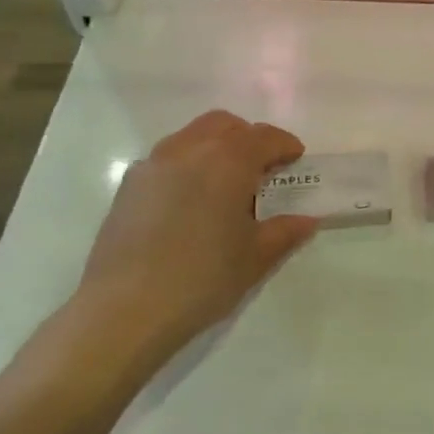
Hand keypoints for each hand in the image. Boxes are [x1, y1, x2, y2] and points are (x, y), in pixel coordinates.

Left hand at [71, 111, 316, 373]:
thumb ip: (284, 232)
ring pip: (192, 136)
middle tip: (262, 168)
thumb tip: (307, 220)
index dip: (285, 145)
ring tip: (224, 183)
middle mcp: (190, 149)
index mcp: (228, 161)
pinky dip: (187, 165)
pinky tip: (189, 201)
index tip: (296, 159)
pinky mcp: (129, 184)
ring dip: (215, 147)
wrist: (126, 308)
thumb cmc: (203, 279)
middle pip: (225, 125)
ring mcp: (154, 163)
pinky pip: (167, 159)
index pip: (264, 137)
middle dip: (248, 138)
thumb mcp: (255, 259)